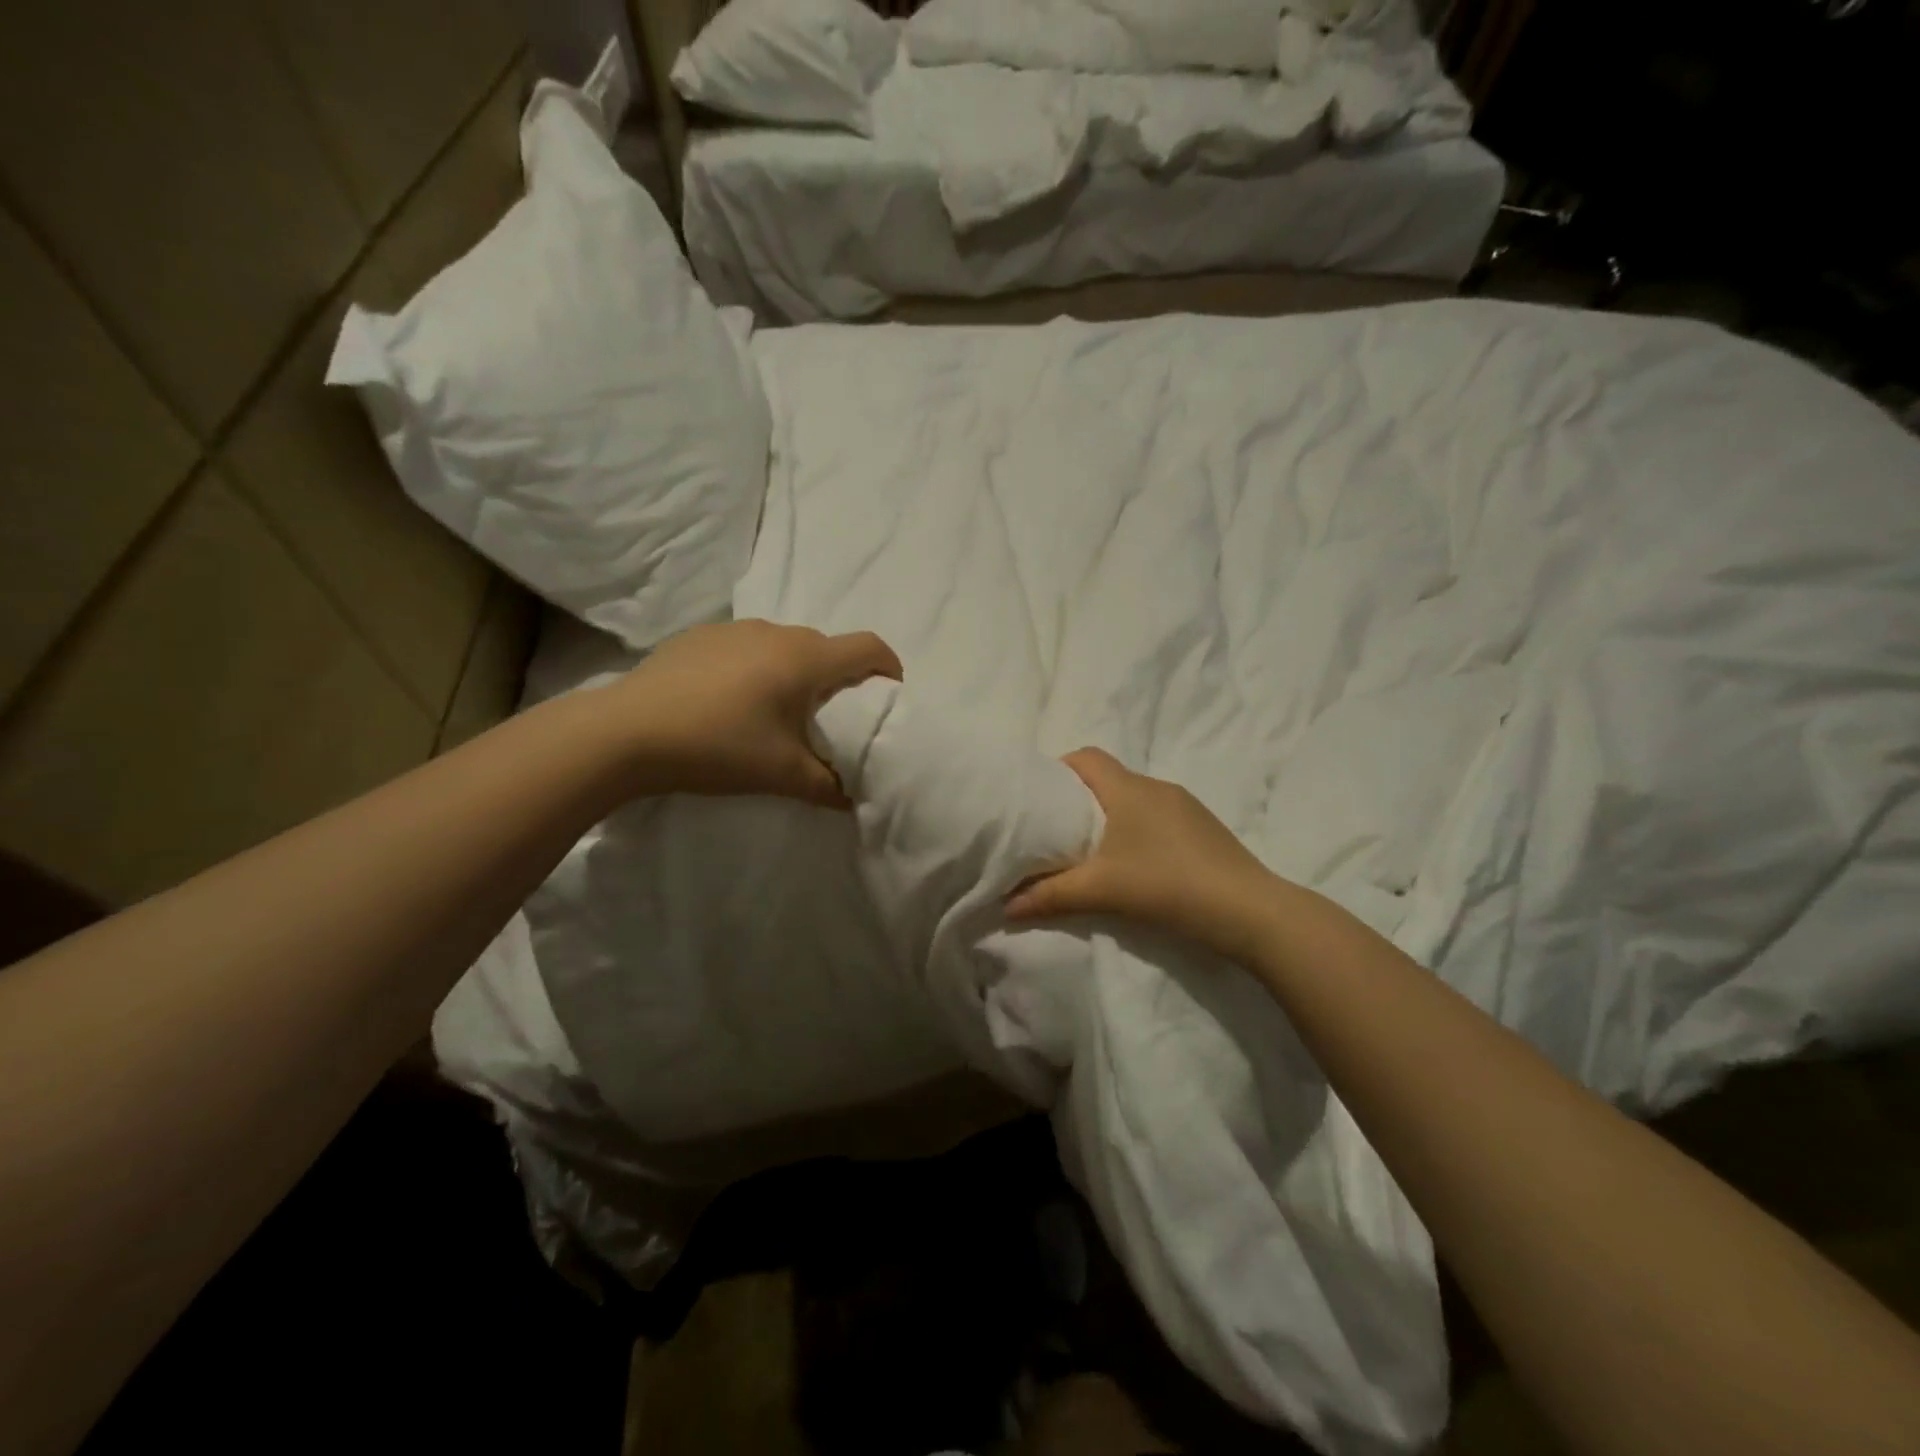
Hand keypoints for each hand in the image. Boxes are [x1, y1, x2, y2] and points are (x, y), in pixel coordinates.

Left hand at [597, 619, 901, 805]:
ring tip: (775, 713)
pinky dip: (756, 669)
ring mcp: (734, 630)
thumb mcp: (783, 775)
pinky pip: (747, 648)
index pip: (868, 648)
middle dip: (839, 680)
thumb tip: (855, 798)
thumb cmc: (718, 747)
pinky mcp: (700, 636)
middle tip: (829, 720)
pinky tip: (729, 703)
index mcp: (806, 660)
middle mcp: (776, 633)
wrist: (626, 731)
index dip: (888, 667)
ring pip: (785, 647)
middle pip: (827, 649)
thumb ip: (829, 786)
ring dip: (794, 674)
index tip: (888, 694)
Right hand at [1006, 748, 1277, 960]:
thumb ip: (1049, 896)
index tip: (1040, 799)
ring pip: (1135, 800)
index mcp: (1129, 789)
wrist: (1249, 912)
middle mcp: (1158, 788)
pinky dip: (1138, 831)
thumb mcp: (1100, 891)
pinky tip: (1137, 866)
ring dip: (1111, 818)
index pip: (1087, 757)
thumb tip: (1005, 906)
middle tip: (1057, 832)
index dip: (1059, 769)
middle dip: (1080, 799)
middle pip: (1109, 779)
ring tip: (1093, 853)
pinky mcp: (1205, 829)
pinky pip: (1158, 818)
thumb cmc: (1167, 886)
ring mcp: (1187, 807)